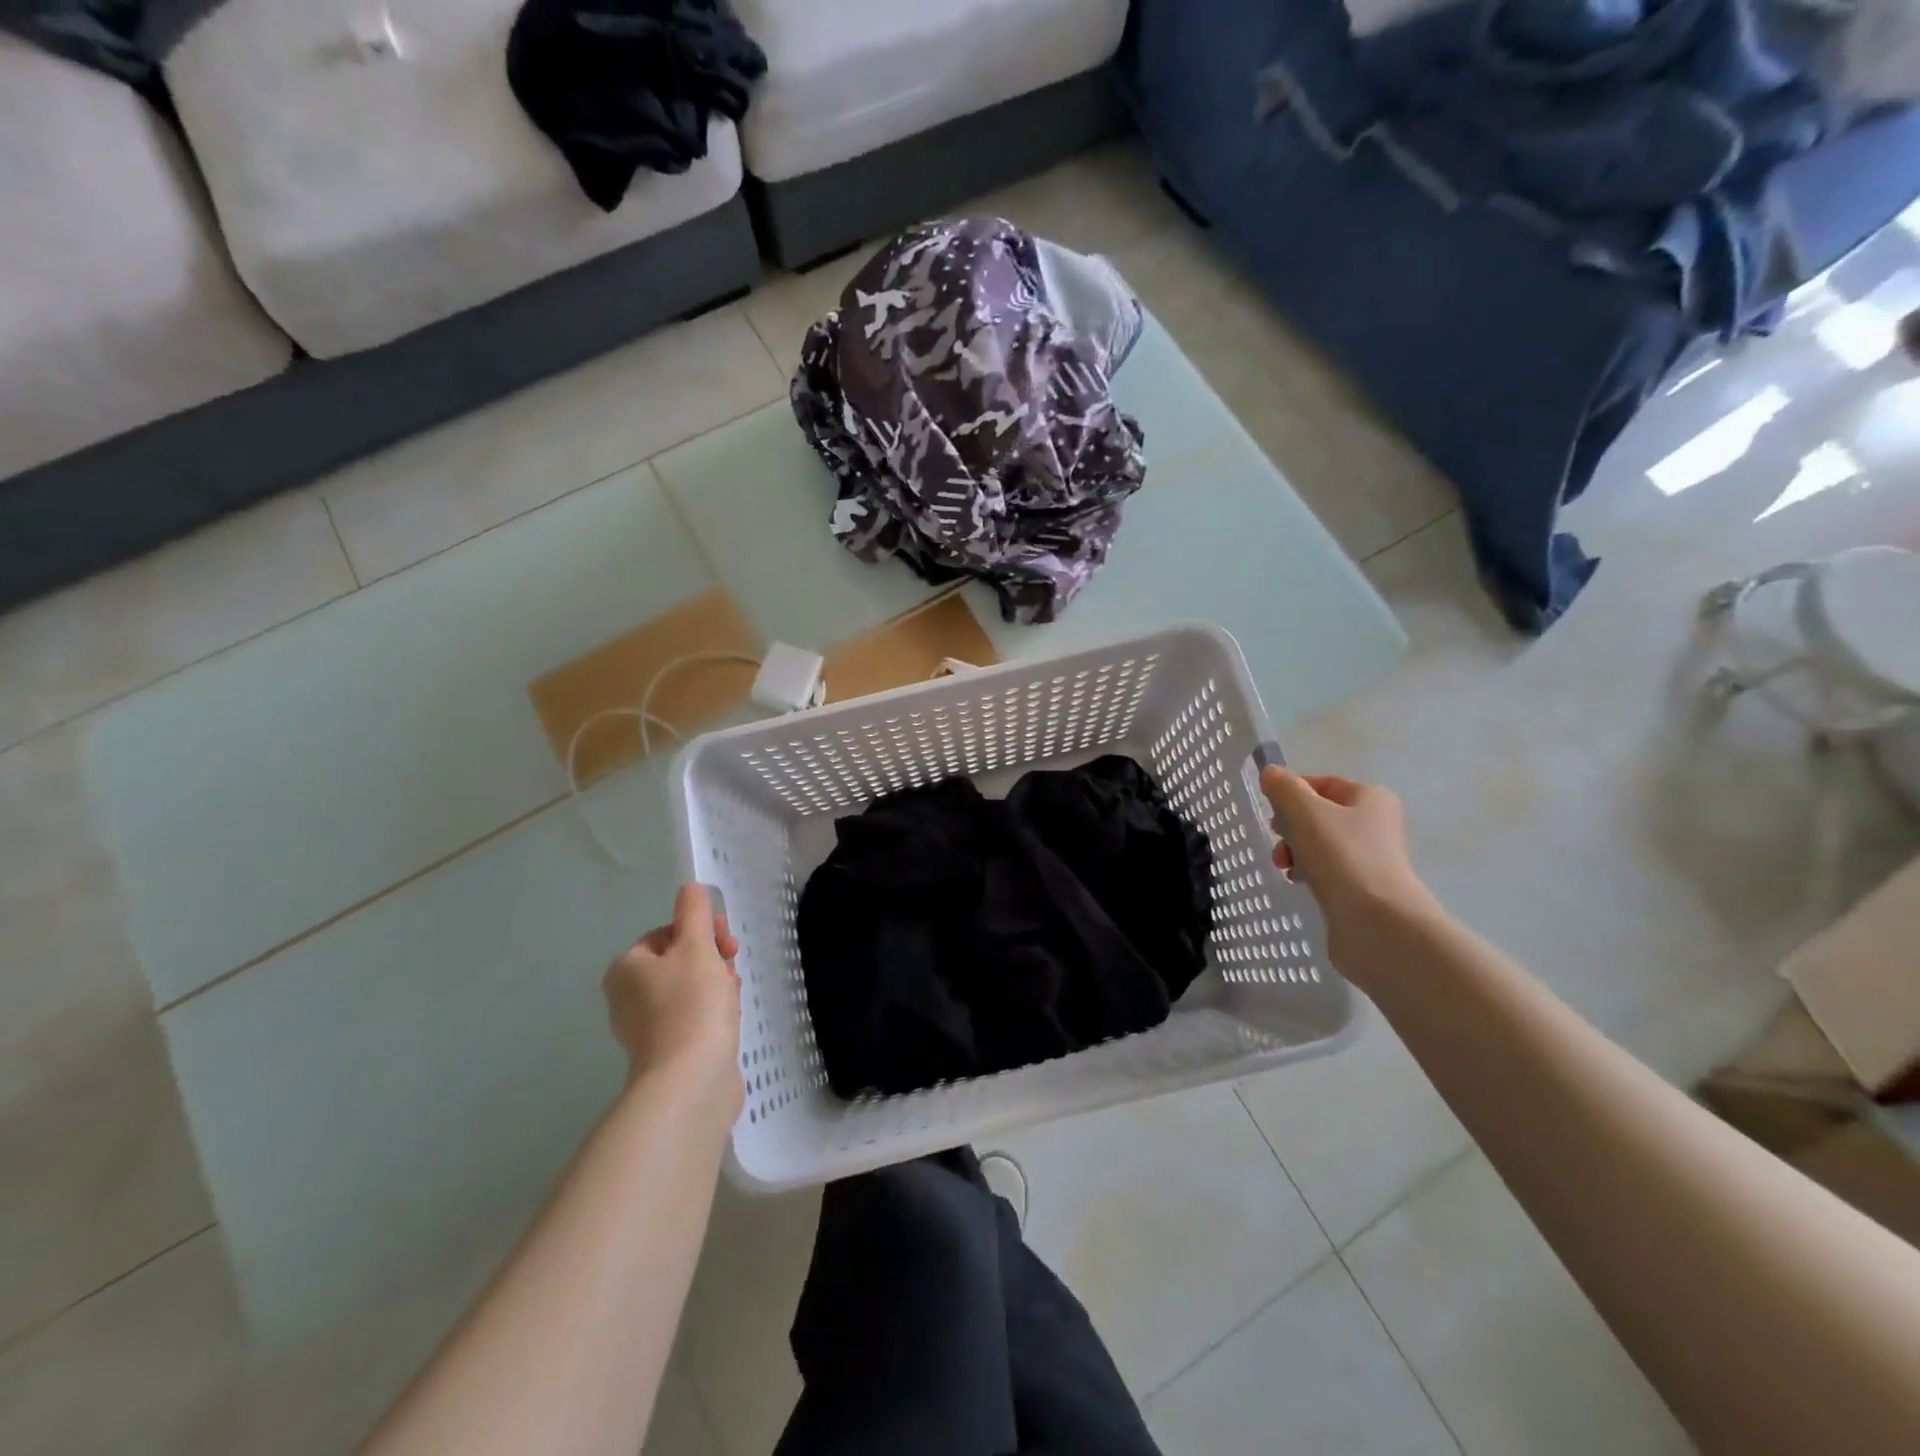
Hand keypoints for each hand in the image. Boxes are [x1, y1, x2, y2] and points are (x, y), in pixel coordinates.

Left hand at [603, 884, 742, 1116]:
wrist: (692, 1080)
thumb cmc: (692, 1004)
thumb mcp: (696, 946)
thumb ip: (695, 912)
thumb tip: (690, 888)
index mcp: (626, 968)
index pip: (666, 934)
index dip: (700, 931)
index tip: (727, 941)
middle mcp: (627, 997)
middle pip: (678, 961)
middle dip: (711, 958)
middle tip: (733, 965)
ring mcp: (646, 1029)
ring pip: (689, 990)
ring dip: (716, 984)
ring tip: (733, 995)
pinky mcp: (667, 1053)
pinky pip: (693, 1018)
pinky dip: (712, 1012)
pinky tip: (730, 1018)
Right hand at [1260, 768, 1439, 963]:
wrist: (1377, 922)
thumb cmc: (1342, 856)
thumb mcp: (1304, 812)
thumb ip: (1284, 788)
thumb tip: (1271, 773)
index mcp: (1370, 797)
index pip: (1322, 783)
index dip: (1292, 792)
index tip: (1271, 810)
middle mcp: (1376, 823)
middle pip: (1318, 814)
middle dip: (1290, 826)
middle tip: (1278, 839)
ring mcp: (1370, 857)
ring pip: (1319, 844)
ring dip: (1295, 850)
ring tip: (1285, 866)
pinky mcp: (1362, 888)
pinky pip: (1327, 870)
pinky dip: (1309, 872)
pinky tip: (1299, 881)